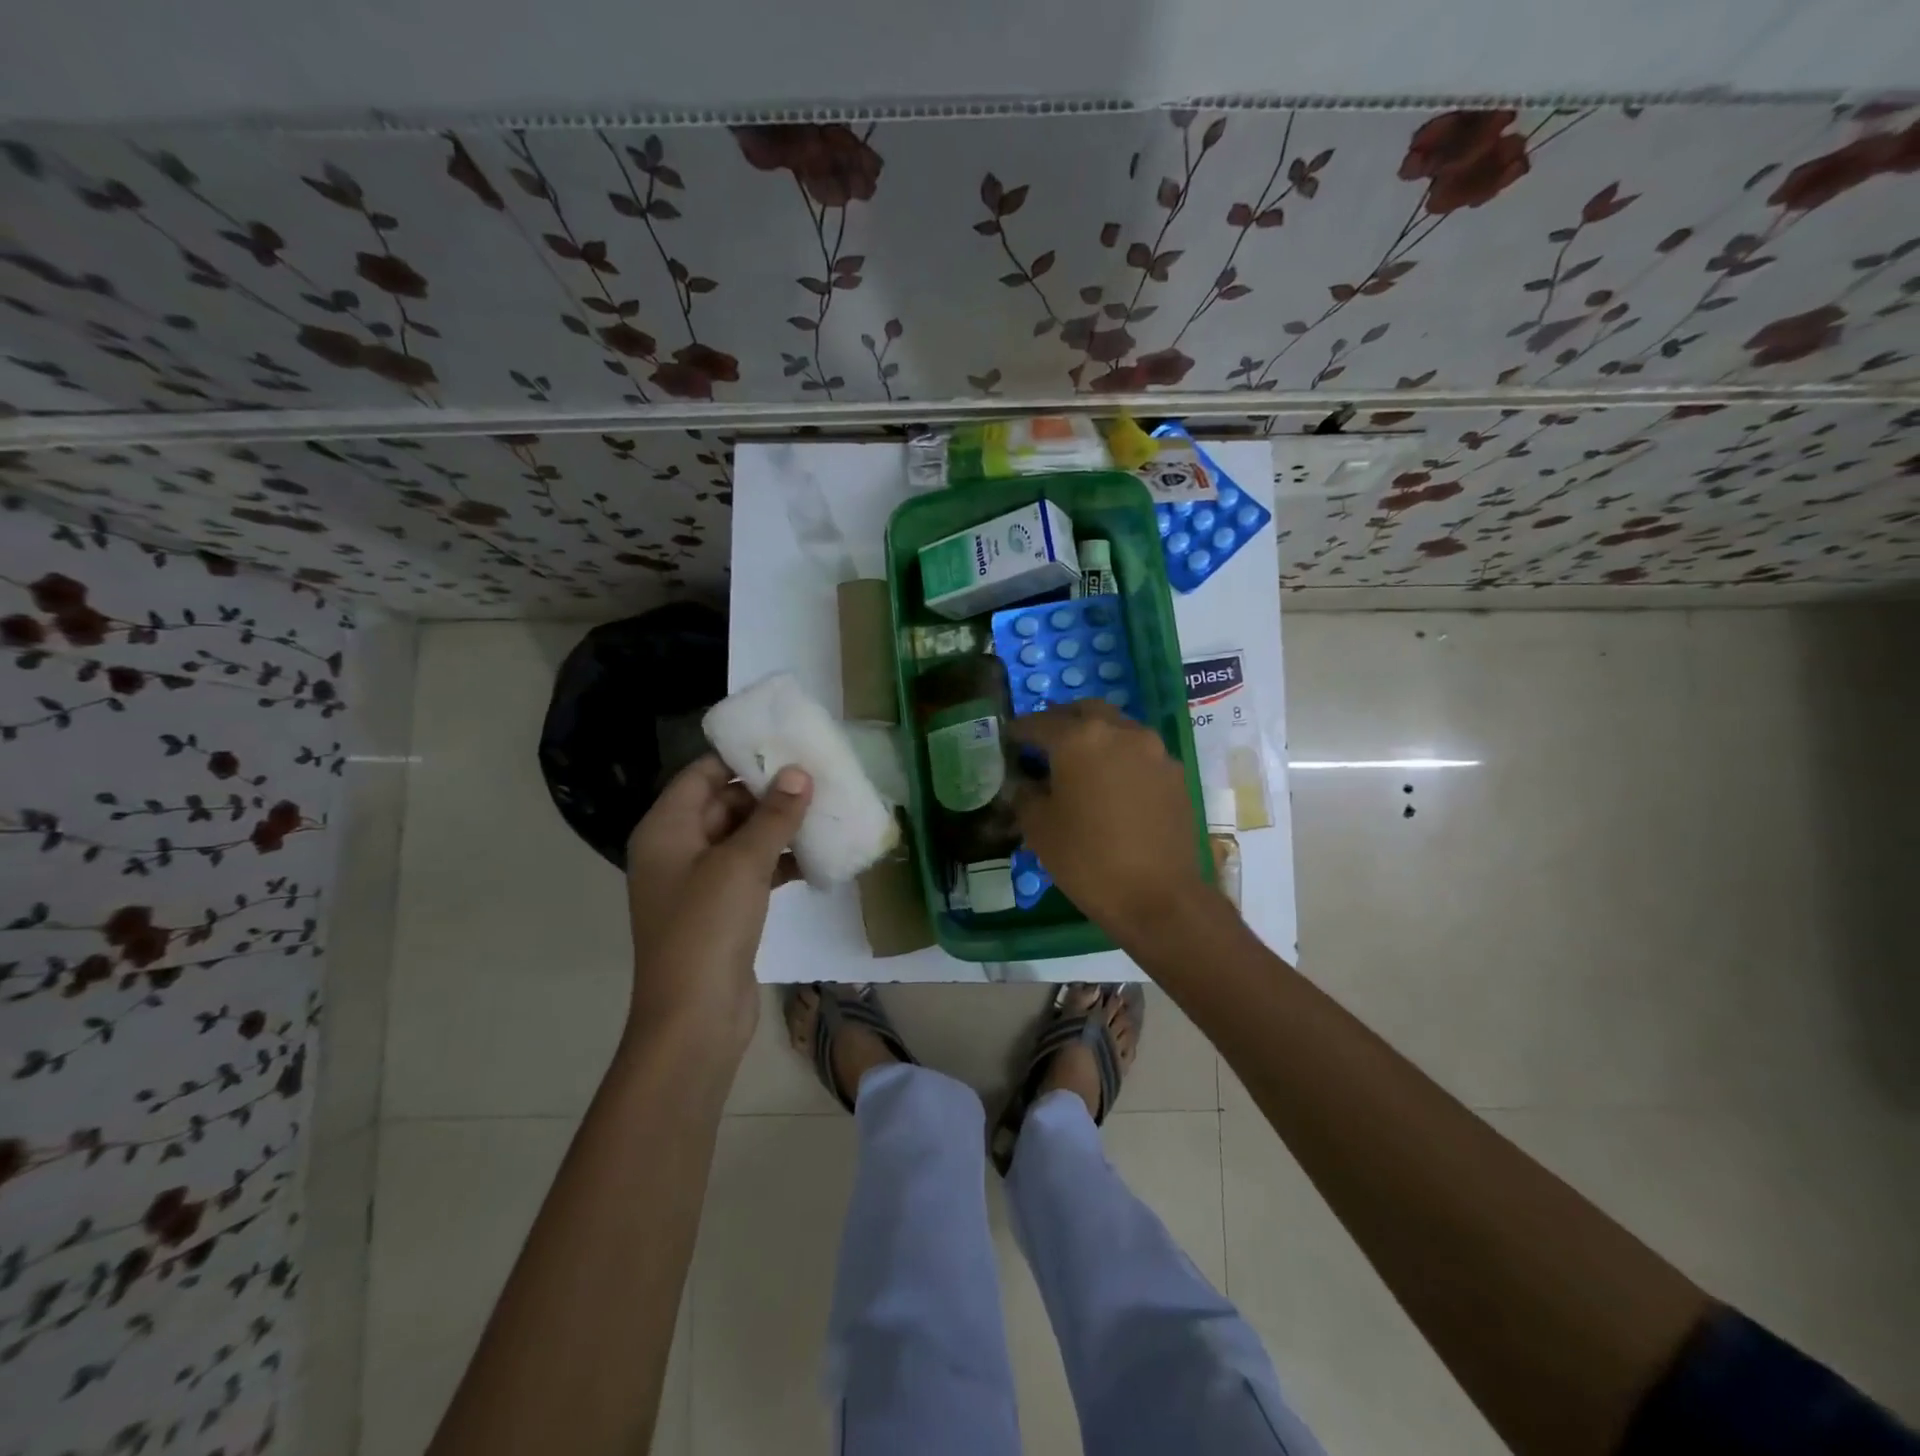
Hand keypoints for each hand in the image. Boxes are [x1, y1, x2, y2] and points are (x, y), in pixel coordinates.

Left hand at [624, 754, 811, 1055]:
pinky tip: (819, 856)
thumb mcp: (742, 863)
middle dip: (770, 792)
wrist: (694, 1019)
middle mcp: (678, 849)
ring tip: (827, 810)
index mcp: (666, 829)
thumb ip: (773, 815)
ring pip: (743, 838)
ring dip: (780, 827)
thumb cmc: (707, 929)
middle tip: (819, 777)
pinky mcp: (723, 910)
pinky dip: (781, 862)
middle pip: (724, 803)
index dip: (741, 757)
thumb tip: (800, 772)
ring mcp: (700, 882)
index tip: (787, 744)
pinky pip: (753, 871)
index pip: (702, 774)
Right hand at [1010, 701, 1213, 940]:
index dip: (1019, 731)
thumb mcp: (1039, 829)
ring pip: (1116, 727)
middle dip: (1060, 722)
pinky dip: (1119, 756)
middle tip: (1044, 743)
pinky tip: (1111, 784)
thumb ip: (1026, 794)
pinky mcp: (1174, 772)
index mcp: (1079, 738)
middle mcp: (1119, 731)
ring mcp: (1153, 749)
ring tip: (1079, 763)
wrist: (1159, 896)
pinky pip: (1139, 751)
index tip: (1008, 740)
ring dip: (1094, 736)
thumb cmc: (1087, 860)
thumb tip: (1026, 782)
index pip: (1039, 723)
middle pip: (1083, 711)